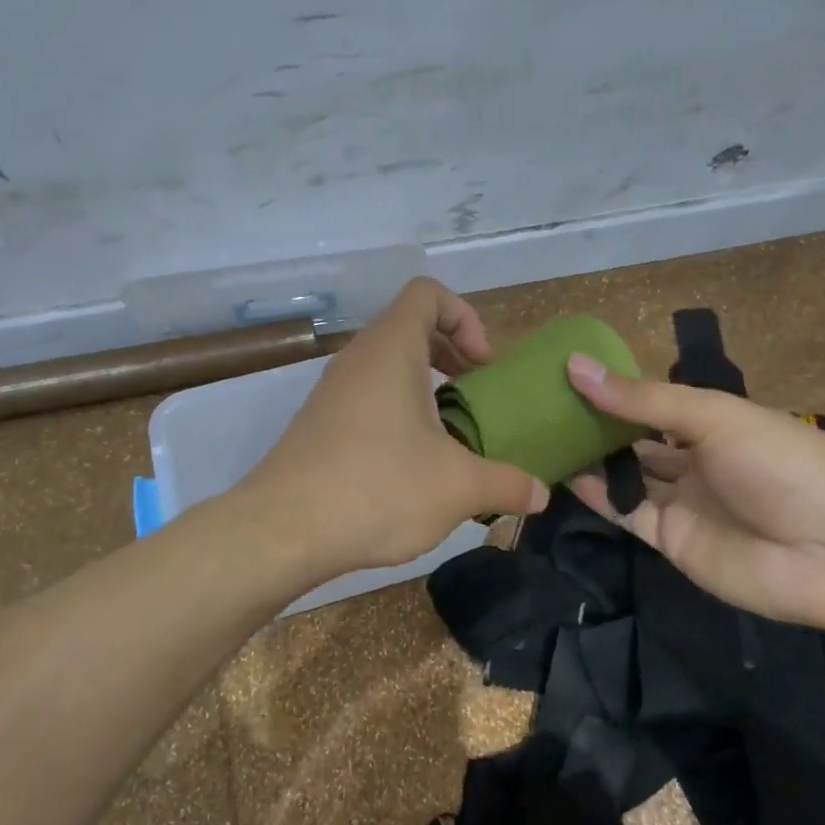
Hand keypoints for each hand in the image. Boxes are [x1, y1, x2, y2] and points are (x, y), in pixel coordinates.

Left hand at [244, 278, 549, 574]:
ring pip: (388, 368)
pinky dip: (398, 415)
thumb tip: (540, 493)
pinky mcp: (319, 426)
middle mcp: (357, 359)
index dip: (465, 317)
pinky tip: (415, 466)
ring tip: (453, 436)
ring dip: (426, 391)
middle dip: (452, 356)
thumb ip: (507, 484)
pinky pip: (368, 400)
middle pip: (410, 329)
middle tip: (478, 398)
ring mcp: (332, 392)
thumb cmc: (378, 488)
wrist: (283, 531)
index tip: (483, 366)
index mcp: (391, 349)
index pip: (428, 293)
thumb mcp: (458, 487)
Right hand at [564, 355, 824, 632]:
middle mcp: (696, 461)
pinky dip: (598, 496)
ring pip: (628, 478)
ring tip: (543, 439)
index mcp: (715, 423)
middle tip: (543, 410)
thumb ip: (642, 399)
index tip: (567, 377)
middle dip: (598, 427)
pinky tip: (564, 476)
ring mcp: (683, 503)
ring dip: (591, 461)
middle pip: (637, 441)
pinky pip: (627, 514)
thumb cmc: (780, 464)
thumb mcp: (713, 416)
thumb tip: (575, 364)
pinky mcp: (670, 541)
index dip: (615, 392)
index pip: (654, 404)